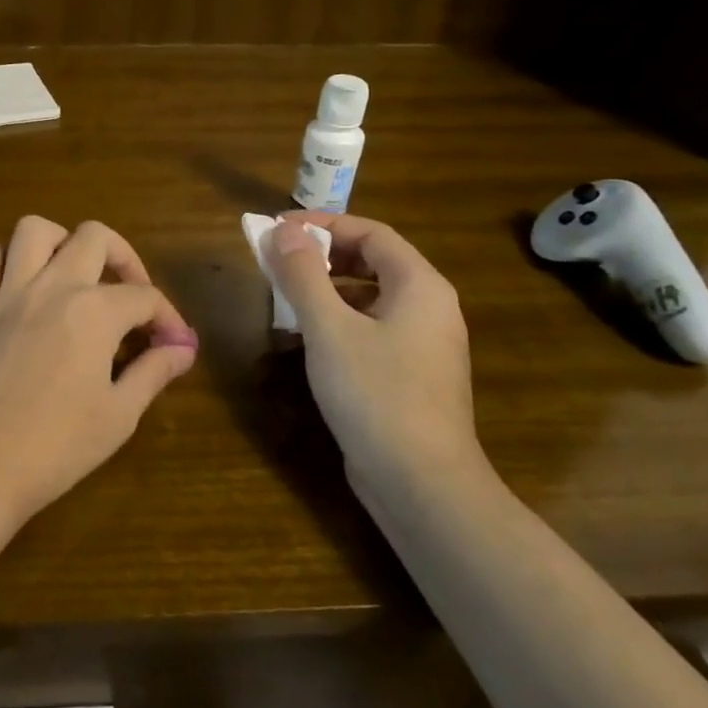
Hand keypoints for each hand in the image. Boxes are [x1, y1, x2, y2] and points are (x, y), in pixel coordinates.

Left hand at [0, 216, 198, 526]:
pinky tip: (20, 285)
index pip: (145, 297)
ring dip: (61, 242)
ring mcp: (8, 292)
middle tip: (131, 295)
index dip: (168, 319)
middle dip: (124, 258)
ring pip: (33, 230)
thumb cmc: (56, 447)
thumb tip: (182, 349)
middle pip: (95, 237)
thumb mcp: (119, 414)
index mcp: (94, 311)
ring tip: (75, 275)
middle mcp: (53, 286)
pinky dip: (4, 260)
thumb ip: (153, 372)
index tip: (176, 345)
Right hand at [263, 214, 484, 496]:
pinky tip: (308, 337)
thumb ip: (304, 274)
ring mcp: (423, 344)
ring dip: (328, 288)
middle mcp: (429, 308)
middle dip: (324, 254)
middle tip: (278, 259)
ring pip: (371, 297)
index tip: (278, 228)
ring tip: (285, 295)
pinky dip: (339, 319)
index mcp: (420, 286)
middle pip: (374, 261)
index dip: (324, 223)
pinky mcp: (411, 375)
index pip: (371, 233)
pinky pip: (372, 328)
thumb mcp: (329, 328)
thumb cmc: (376, 393)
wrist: (421, 484)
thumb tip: (282, 230)